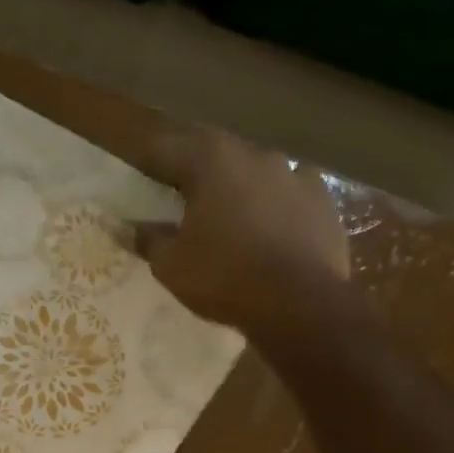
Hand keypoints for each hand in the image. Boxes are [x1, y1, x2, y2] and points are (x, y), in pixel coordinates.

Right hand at [131, 127, 349, 335]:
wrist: (302, 303)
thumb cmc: (224, 277)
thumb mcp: (171, 265)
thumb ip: (149, 240)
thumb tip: (130, 228)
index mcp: (210, 161)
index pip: (166, 149)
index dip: (147, 161)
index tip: (136, 174)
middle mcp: (253, 154)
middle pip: (212, 151)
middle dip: (191, 166)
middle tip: (176, 187)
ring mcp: (294, 174)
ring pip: (253, 170)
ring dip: (234, 183)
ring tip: (223, 207)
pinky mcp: (323, 200)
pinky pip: (287, 193)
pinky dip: (271, 203)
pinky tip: (266, 224)